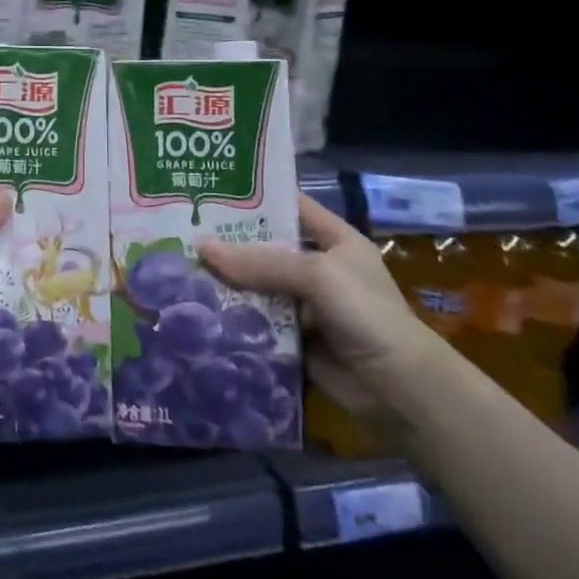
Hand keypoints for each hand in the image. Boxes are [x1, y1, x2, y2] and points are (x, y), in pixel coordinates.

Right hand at [198, 194, 441, 420]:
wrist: (400, 389)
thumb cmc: (366, 314)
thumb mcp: (317, 275)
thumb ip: (261, 262)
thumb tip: (201, 247)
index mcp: (334, 240)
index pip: (290, 206)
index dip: (254, 196)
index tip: (209, 188)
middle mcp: (318, 267)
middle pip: (265, 247)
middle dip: (228, 242)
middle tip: (179, 229)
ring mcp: (304, 304)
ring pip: (256, 284)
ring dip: (225, 281)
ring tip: (178, 266)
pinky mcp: (292, 337)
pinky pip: (256, 320)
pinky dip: (232, 316)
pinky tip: (197, 307)